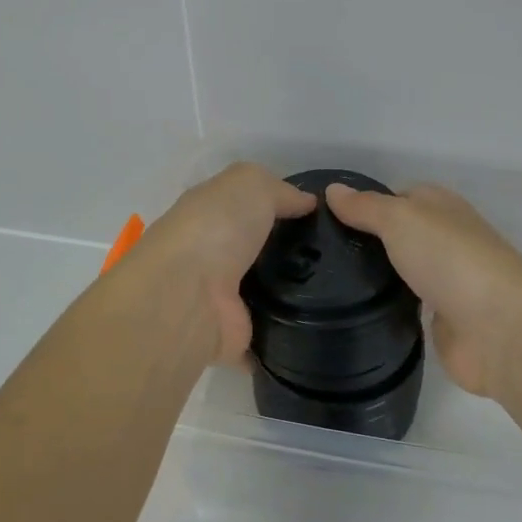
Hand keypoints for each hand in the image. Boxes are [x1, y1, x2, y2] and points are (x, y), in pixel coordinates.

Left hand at [122, 163, 316, 363]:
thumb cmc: (215, 229)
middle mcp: (211, 256)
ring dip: (293, 293)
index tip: (319, 215)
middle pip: (258, 251)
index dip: (278, 206)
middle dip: (291, 252)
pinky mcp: (232, 336)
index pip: (245, 207)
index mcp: (208, 215)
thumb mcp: (250, 185)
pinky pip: (267, 336)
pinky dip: (286, 336)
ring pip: (265, 292)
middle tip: (334, 254)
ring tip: (334, 291)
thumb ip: (279, 190)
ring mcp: (220, 299)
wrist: (186, 297)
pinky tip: (317, 328)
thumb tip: (307, 202)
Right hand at [324, 181, 521, 397]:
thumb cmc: (449, 258)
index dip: (363, 205)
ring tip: (323, 281)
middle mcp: (445, 238)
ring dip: (375, 274)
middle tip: (315, 253)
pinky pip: (406, 304)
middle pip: (398, 234)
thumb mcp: (400, 218)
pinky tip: (355, 310)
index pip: (396, 197)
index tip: (323, 219)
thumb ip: (365, 207)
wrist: (498, 328)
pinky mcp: (443, 318)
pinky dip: (387, 305)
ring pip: (401, 269)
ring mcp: (446, 280)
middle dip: (364, 242)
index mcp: (440, 206)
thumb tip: (333, 190)